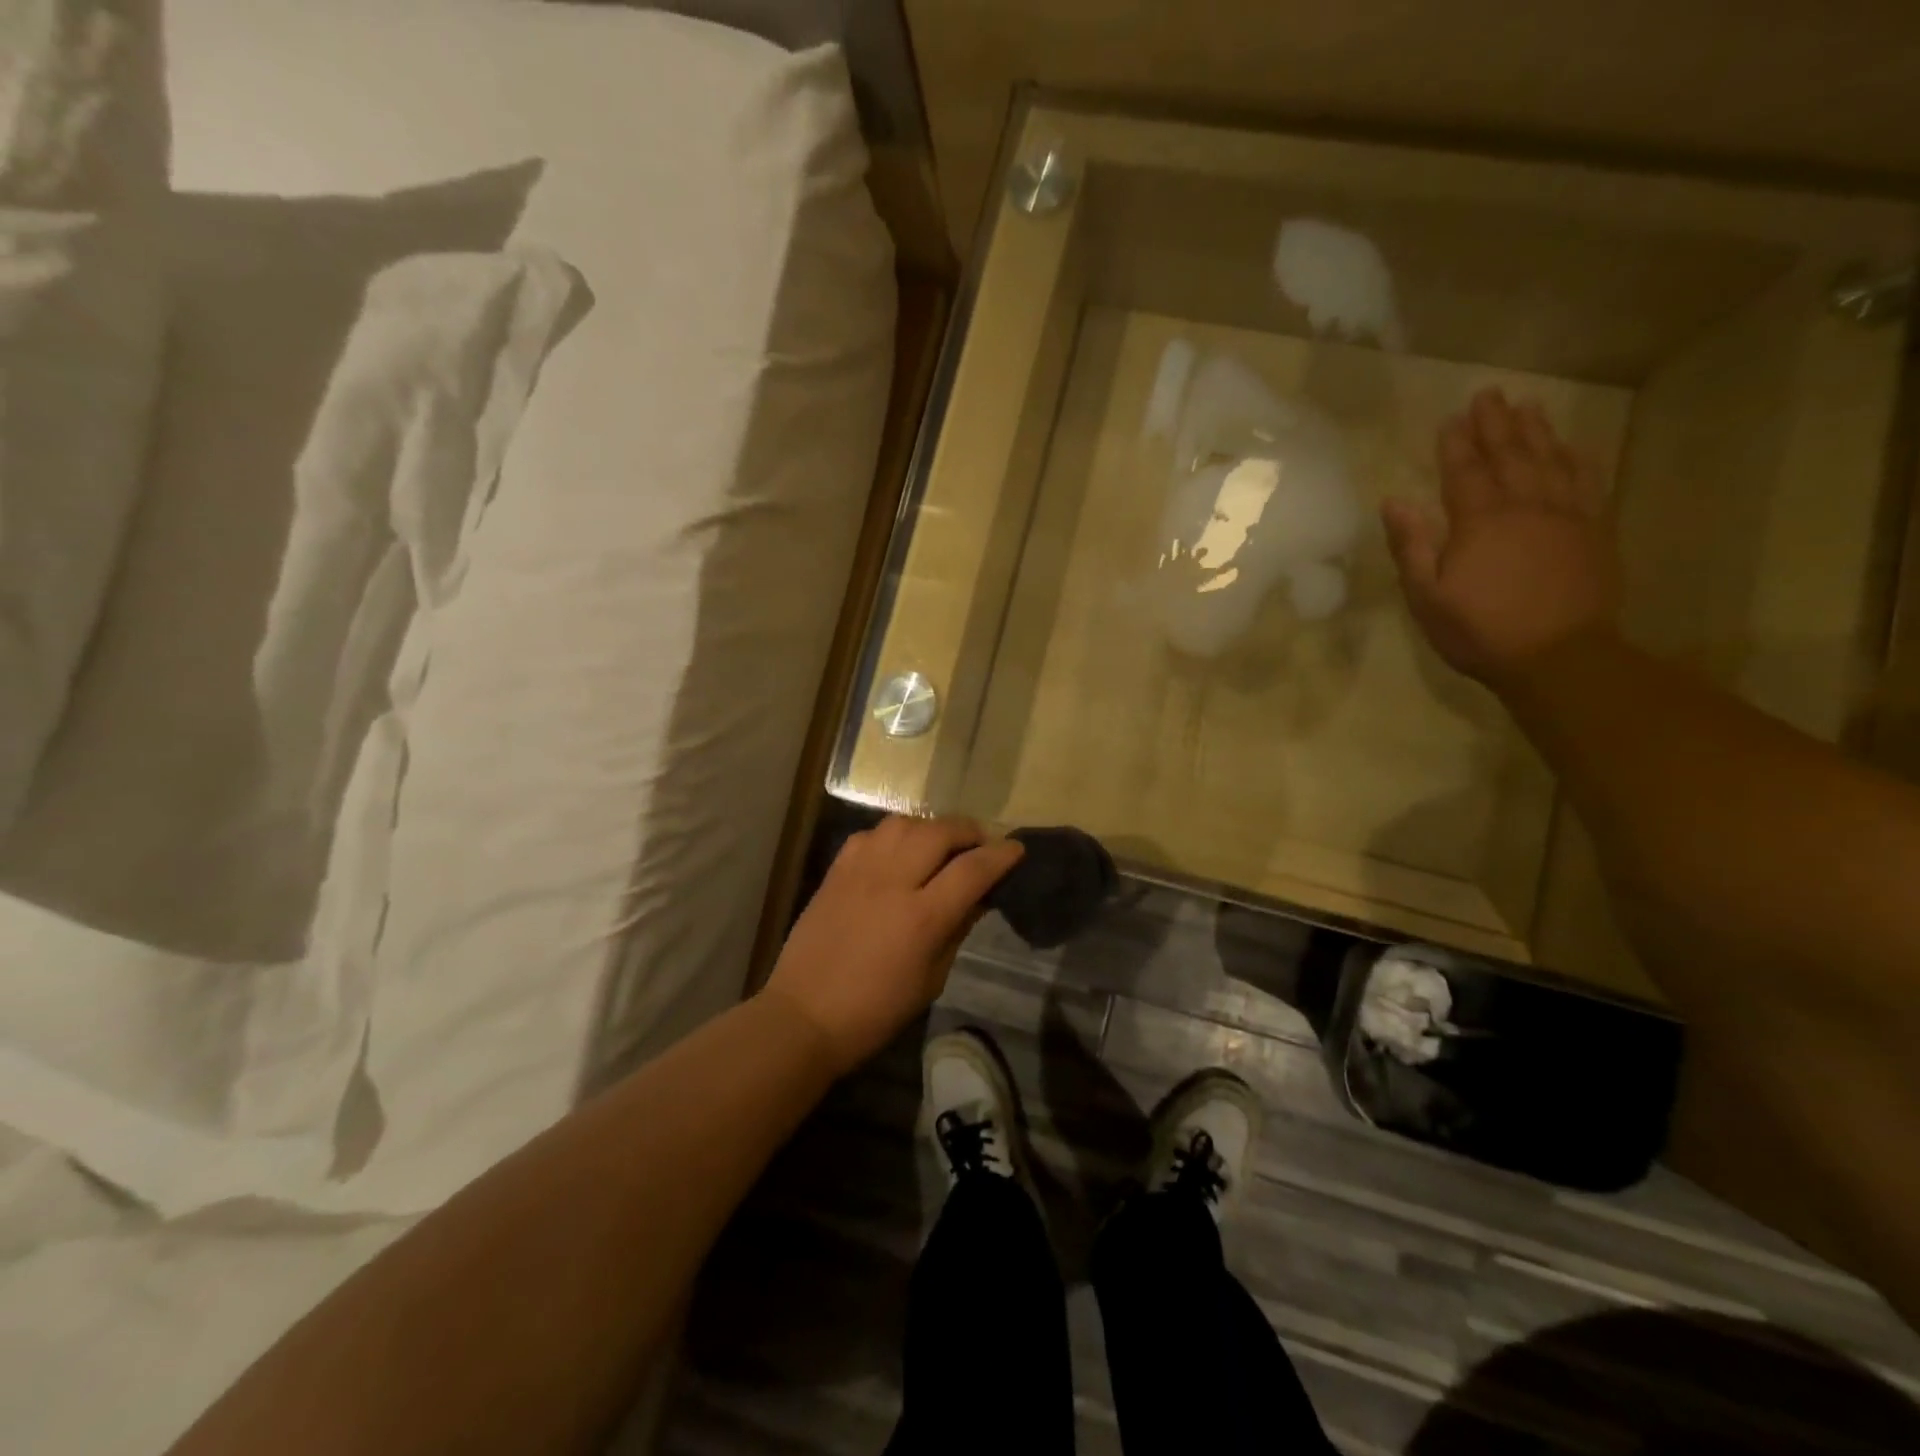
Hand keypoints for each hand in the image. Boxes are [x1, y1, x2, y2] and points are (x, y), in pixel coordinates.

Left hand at [762, 815, 1023, 1076]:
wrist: (804, 1015)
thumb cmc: (875, 1011)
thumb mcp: (931, 979)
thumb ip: (957, 930)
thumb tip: (979, 897)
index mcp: (922, 917)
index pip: (973, 869)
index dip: (1002, 855)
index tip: (1017, 848)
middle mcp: (892, 882)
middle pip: (940, 832)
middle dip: (968, 831)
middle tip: (979, 844)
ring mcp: (860, 871)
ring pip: (903, 823)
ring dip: (929, 828)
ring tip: (939, 845)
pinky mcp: (836, 870)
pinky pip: (870, 835)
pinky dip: (892, 836)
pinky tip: (897, 853)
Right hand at [1382, 389, 1620, 688]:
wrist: (1559, 656)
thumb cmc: (1480, 630)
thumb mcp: (1427, 596)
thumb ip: (1411, 546)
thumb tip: (1394, 502)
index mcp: (1479, 522)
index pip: (1464, 472)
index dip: (1456, 444)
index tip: (1450, 419)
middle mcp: (1525, 506)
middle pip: (1509, 454)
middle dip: (1495, 424)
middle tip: (1488, 394)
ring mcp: (1566, 514)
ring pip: (1550, 459)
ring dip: (1536, 431)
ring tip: (1526, 406)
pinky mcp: (1594, 529)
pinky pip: (1586, 480)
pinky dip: (1576, 457)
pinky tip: (1570, 445)